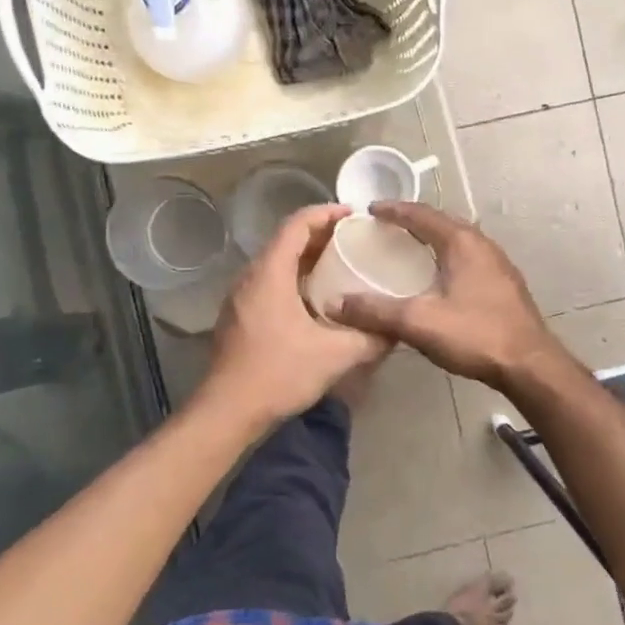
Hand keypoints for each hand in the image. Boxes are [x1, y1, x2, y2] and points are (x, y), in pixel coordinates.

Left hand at [204, 204, 389, 426]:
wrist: (227, 411)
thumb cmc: (279, 374)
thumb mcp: (335, 356)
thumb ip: (370, 339)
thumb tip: (397, 330)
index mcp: (270, 273)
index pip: (297, 224)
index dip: (326, 213)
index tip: (354, 215)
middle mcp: (251, 277)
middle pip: (286, 240)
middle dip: (321, 235)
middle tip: (355, 240)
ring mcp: (240, 297)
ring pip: (277, 263)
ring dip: (307, 258)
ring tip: (341, 265)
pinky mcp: (239, 316)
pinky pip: (270, 283)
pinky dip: (295, 278)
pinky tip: (317, 300)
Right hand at [329, 202, 566, 392]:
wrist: (529, 364)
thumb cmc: (475, 334)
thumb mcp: (418, 322)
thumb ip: (376, 311)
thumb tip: (335, 304)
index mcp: (462, 242)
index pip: (421, 214)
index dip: (393, 210)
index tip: (370, 210)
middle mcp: (482, 244)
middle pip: (442, 222)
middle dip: (412, 221)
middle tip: (385, 227)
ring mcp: (497, 264)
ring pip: (458, 240)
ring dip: (432, 239)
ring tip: (407, 248)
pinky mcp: (504, 284)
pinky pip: (468, 258)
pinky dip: (446, 257)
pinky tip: (437, 277)